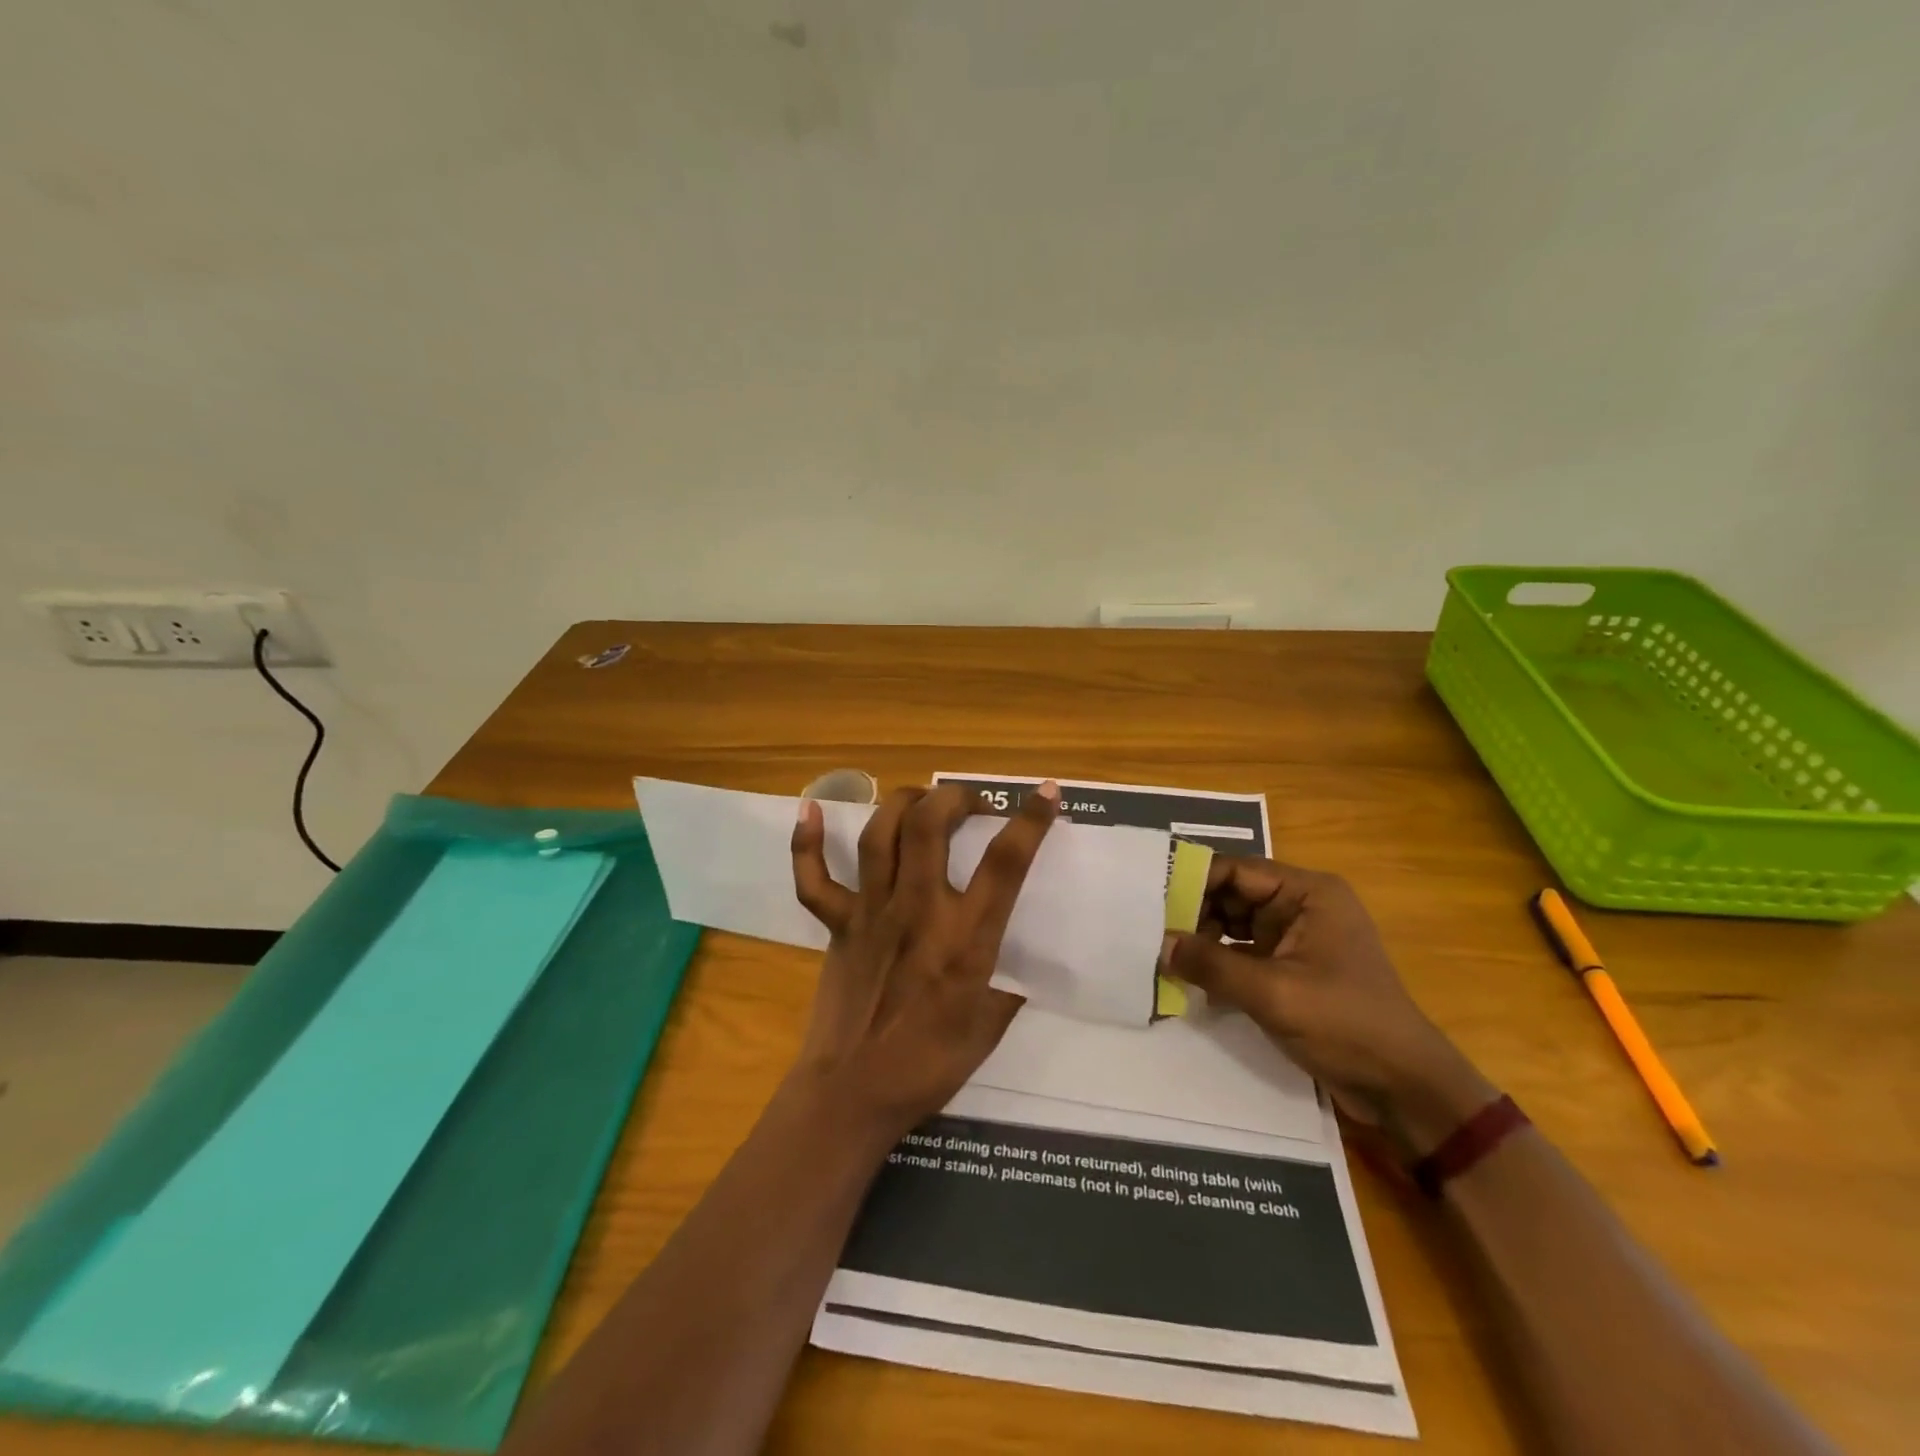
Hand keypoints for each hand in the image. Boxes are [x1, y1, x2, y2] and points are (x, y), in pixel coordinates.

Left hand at [785, 781, 1060, 1142]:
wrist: (853, 1094)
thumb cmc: (929, 1067)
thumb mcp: (988, 1027)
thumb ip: (1005, 987)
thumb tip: (1016, 969)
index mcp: (965, 938)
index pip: (1005, 863)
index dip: (1030, 821)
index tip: (1045, 792)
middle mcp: (918, 911)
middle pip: (929, 826)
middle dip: (952, 797)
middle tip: (969, 802)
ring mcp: (871, 913)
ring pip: (879, 835)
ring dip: (902, 803)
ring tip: (921, 800)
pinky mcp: (837, 926)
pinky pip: (814, 878)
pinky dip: (806, 842)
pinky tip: (810, 810)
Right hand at [1162, 857, 1495, 1155]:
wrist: (1404, 1088)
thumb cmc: (1346, 1025)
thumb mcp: (1274, 993)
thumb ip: (1212, 965)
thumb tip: (1158, 944)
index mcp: (1308, 893)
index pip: (1236, 871)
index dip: (1192, 880)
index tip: (1148, 897)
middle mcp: (1301, 905)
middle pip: (1232, 896)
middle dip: (1192, 914)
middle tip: (1147, 931)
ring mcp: (1296, 938)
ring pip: (1234, 925)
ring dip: (1201, 941)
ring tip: (1159, 954)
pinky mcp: (1291, 968)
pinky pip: (1243, 954)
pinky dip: (1217, 964)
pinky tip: (1186, 979)